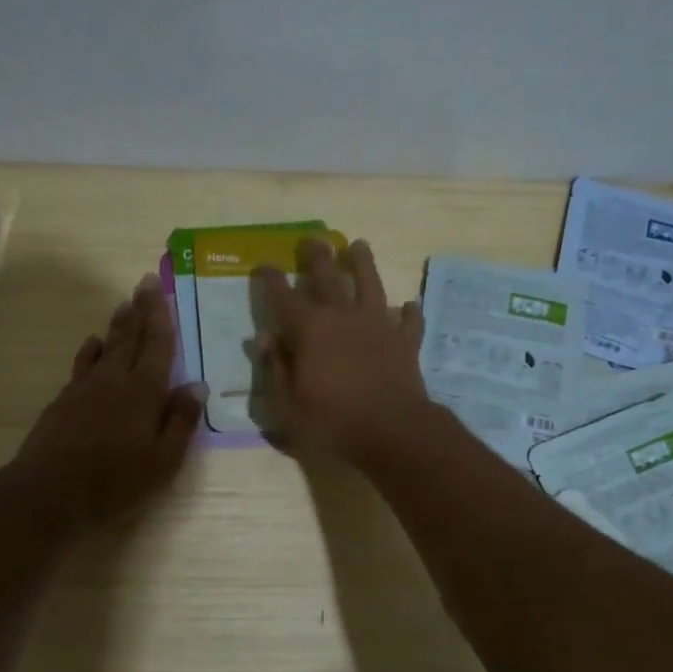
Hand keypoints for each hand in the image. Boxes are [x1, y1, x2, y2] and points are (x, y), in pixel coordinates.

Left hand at [15, 274, 205, 525]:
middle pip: (130, 338)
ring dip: (117, 326)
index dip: (160, 315)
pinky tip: (92, 344)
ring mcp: (85, 389)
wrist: (50, 494)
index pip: (157, 345)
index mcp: (145, 392)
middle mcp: (115, 381)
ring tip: (123, 305)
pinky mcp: (64, 402)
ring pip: (105, 348)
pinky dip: (90, 351)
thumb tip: (196, 385)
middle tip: (144, 283)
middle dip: (139, 310)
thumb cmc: (117, 482)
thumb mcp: (164, 461)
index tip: (158, 287)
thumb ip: (181, 421)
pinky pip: (82, 365)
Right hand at [253, 238, 431, 462]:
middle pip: (329, 277)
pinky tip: (409, 305)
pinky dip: (408, 312)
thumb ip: (275, 368)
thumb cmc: (332, 422)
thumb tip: (265, 339)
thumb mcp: (287, 404)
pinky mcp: (405, 341)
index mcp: (310, 329)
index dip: (271, 280)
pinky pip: (408, 321)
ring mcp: (378, 325)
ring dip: (363, 263)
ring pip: (370, 284)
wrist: (392, 432)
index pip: (283, 297)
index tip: (264, 265)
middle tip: (312, 239)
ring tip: (359, 245)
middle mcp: (343, 317)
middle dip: (317, 256)